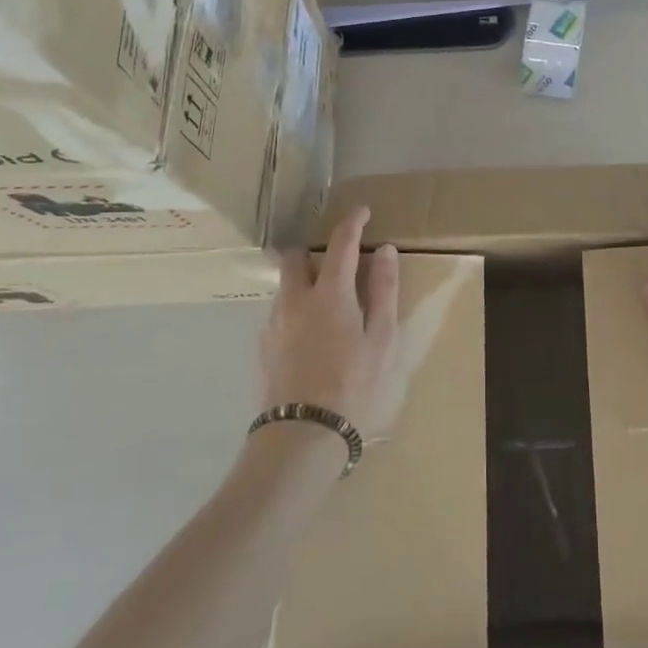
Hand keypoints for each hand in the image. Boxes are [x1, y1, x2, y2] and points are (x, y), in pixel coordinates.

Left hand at [259, 207, 404, 439]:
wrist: (302, 435)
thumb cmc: (353, 384)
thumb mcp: (381, 338)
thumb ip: (383, 290)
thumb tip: (384, 251)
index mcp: (330, 293)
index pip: (340, 242)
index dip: (352, 221)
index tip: (362, 212)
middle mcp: (296, 298)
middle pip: (296, 256)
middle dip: (315, 251)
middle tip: (337, 264)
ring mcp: (275, 322)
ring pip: (286, 285)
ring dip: (305, 282)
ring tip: (328, 307)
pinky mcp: (263, 345)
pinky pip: (280, 312)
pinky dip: (296, 309)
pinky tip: (312, 337)